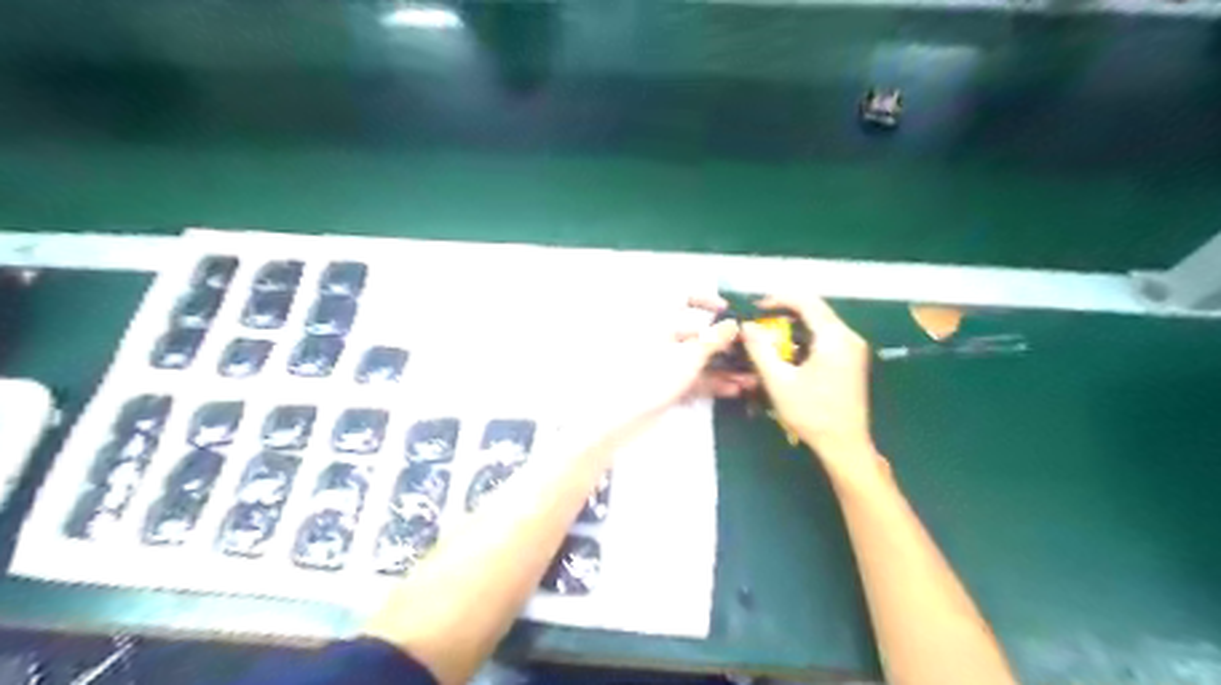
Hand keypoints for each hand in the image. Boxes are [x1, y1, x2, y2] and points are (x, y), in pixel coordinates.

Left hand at [571, 293, 744, 434]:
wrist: (621, 417)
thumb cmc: (654, 376)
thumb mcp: (690, 355)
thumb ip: (714, 339)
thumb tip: (733, 324)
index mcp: (660, 319)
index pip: (681, 296)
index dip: (704, 299)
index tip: (726, 310)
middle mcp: (660, 337)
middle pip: (695, 332)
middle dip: (723, 343)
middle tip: (747, 353)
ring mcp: (662, 362)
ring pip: (695, 358)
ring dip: (721, 367)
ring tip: (747, 380)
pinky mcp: (664, 384)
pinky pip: (691, 376)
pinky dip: (709, 381)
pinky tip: (731, 390)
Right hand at [740, 295, 882, 476]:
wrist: (845, 445)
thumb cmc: (811, 414)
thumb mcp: (778, 381)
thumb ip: (760, 350)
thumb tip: (746, 326)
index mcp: (834, 338)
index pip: (806, 302)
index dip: (779, 299)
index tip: (756, 308)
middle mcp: (849, 337)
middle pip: (815, 310)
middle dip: (785, 312)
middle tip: (760, 323)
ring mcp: (854, 349)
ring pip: (821, 324)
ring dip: (794, 326)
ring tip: (770, 338)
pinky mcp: (852, 360)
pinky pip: (826, 337)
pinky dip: (805, 338)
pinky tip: (789, 353)